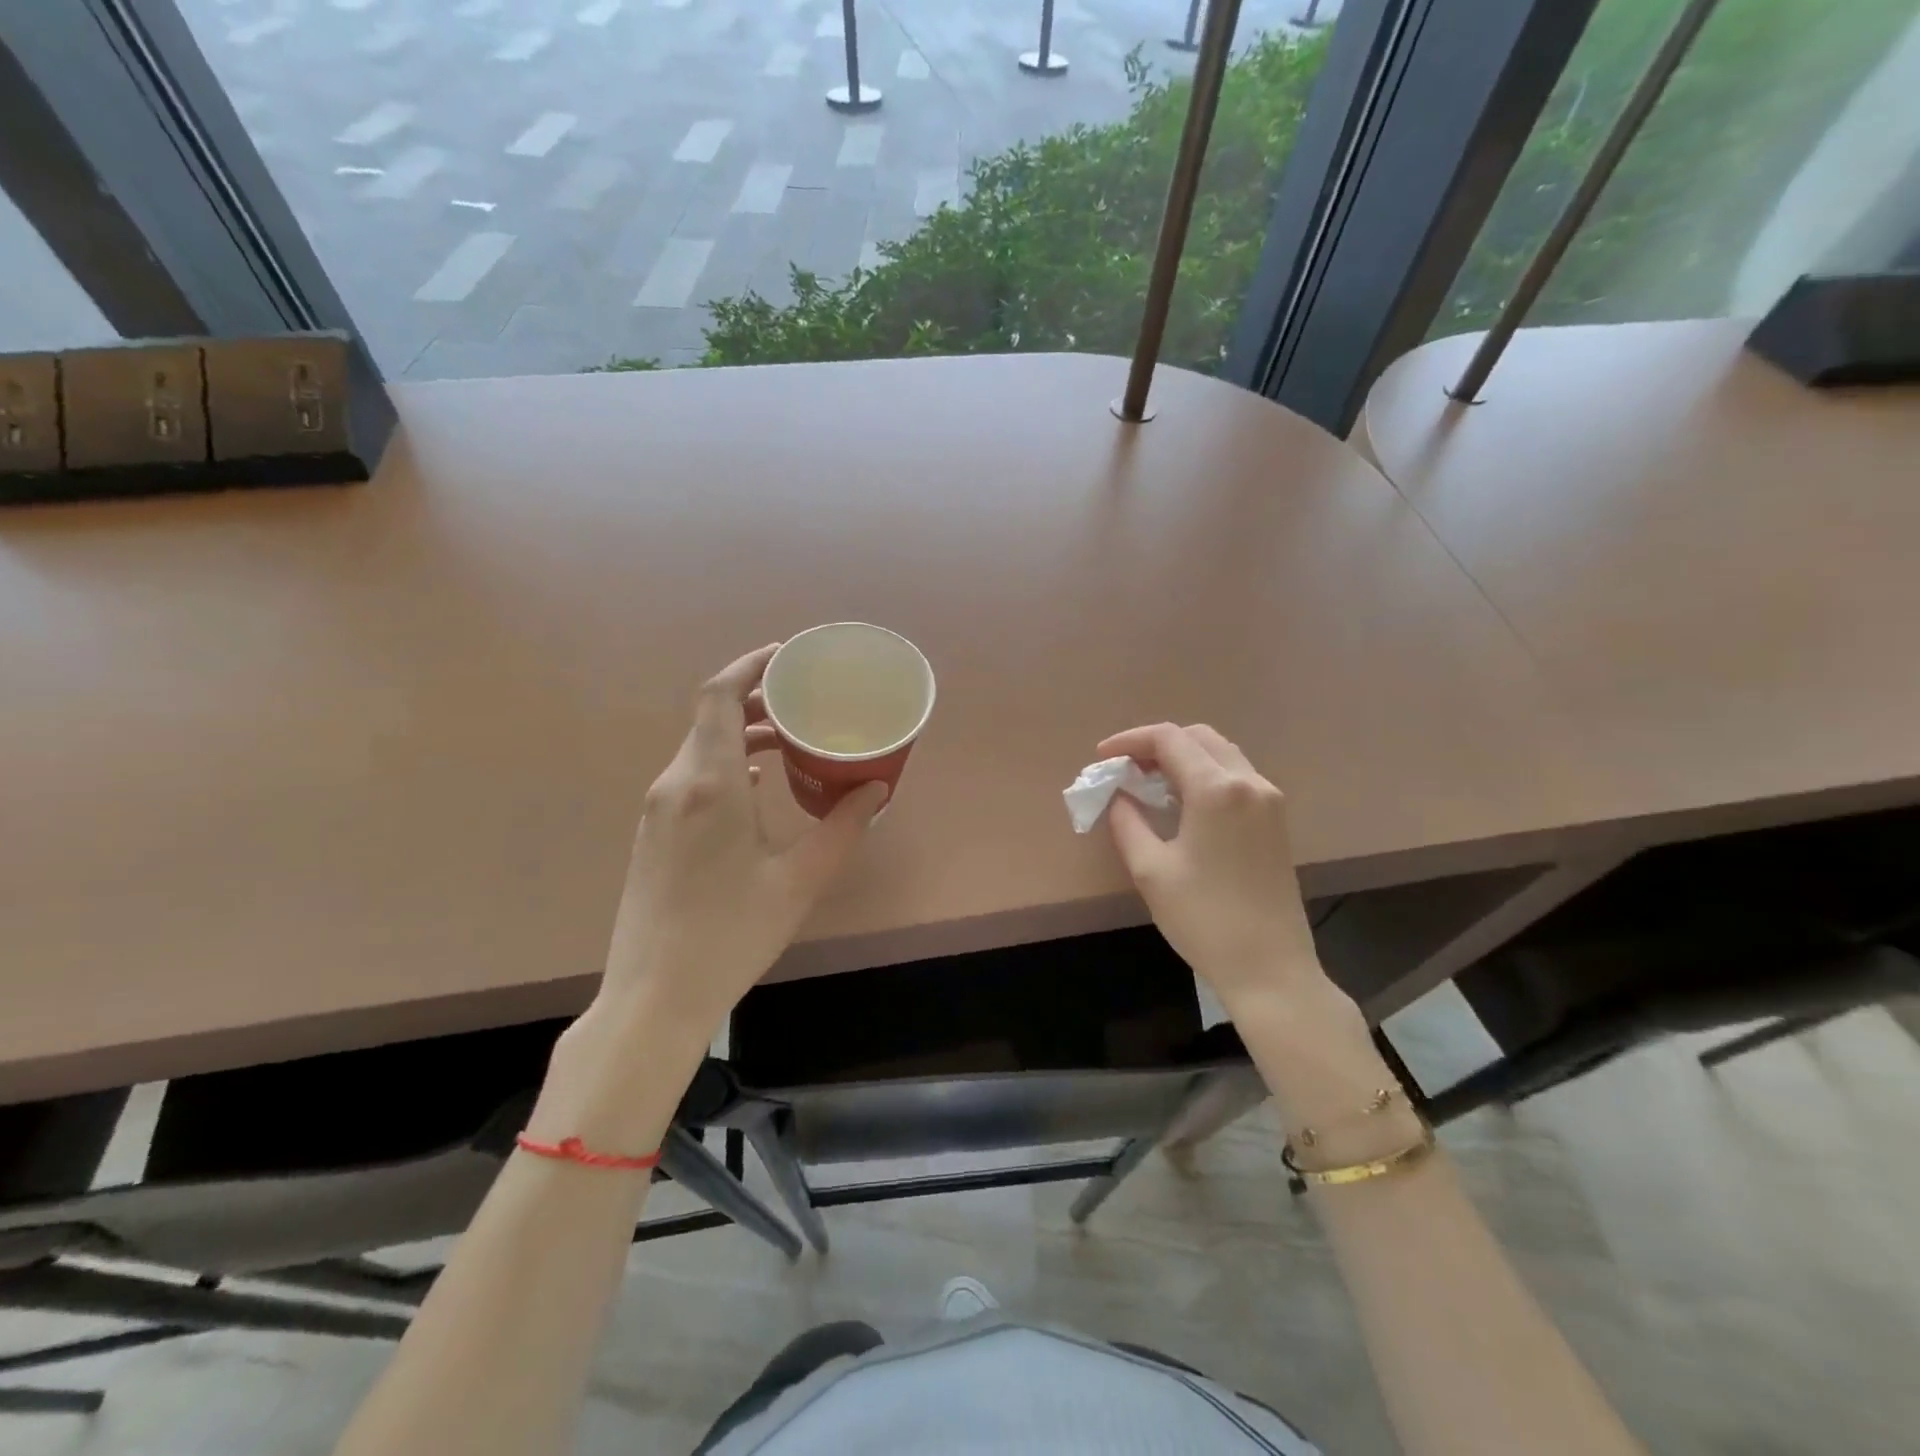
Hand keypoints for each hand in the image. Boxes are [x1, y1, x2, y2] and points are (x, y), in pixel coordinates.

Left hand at [599, 644, 887, 1038]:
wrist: (654, 996)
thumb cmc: (731, 934)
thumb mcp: (799, 880)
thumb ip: (842, 828)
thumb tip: (877, 789)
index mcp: (709, 784)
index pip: (718, 696)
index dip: (749, 665)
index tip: (786, 656)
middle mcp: (675, 784)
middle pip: (709, 717)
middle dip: (755, 698)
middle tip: (803, 699)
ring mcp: (658, 809)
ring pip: (700, 747)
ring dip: (741, 732)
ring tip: (789, 738)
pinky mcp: (654, 833)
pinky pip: (692, 775)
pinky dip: (726, 762)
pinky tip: (758, 782)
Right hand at [1097, 723, 1326, 1012]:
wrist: (1270, 969)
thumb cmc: (1204, 919)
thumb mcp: (1151, 870)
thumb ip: (1128, 822)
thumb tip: (1118, 796)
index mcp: (1217, 789)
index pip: (1169, 739)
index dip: (1129, 741)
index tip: (1101, 758)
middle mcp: (1250, 782)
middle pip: (1199, 737)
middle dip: (1157, 744)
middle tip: (1124, 768)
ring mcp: (1269, 801)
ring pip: (1221, 754)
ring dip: (1183, 758)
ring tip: (1148, 783)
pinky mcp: (1276, 822)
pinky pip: (1236, 777)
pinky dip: (1205, 775)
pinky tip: (1182, 803)